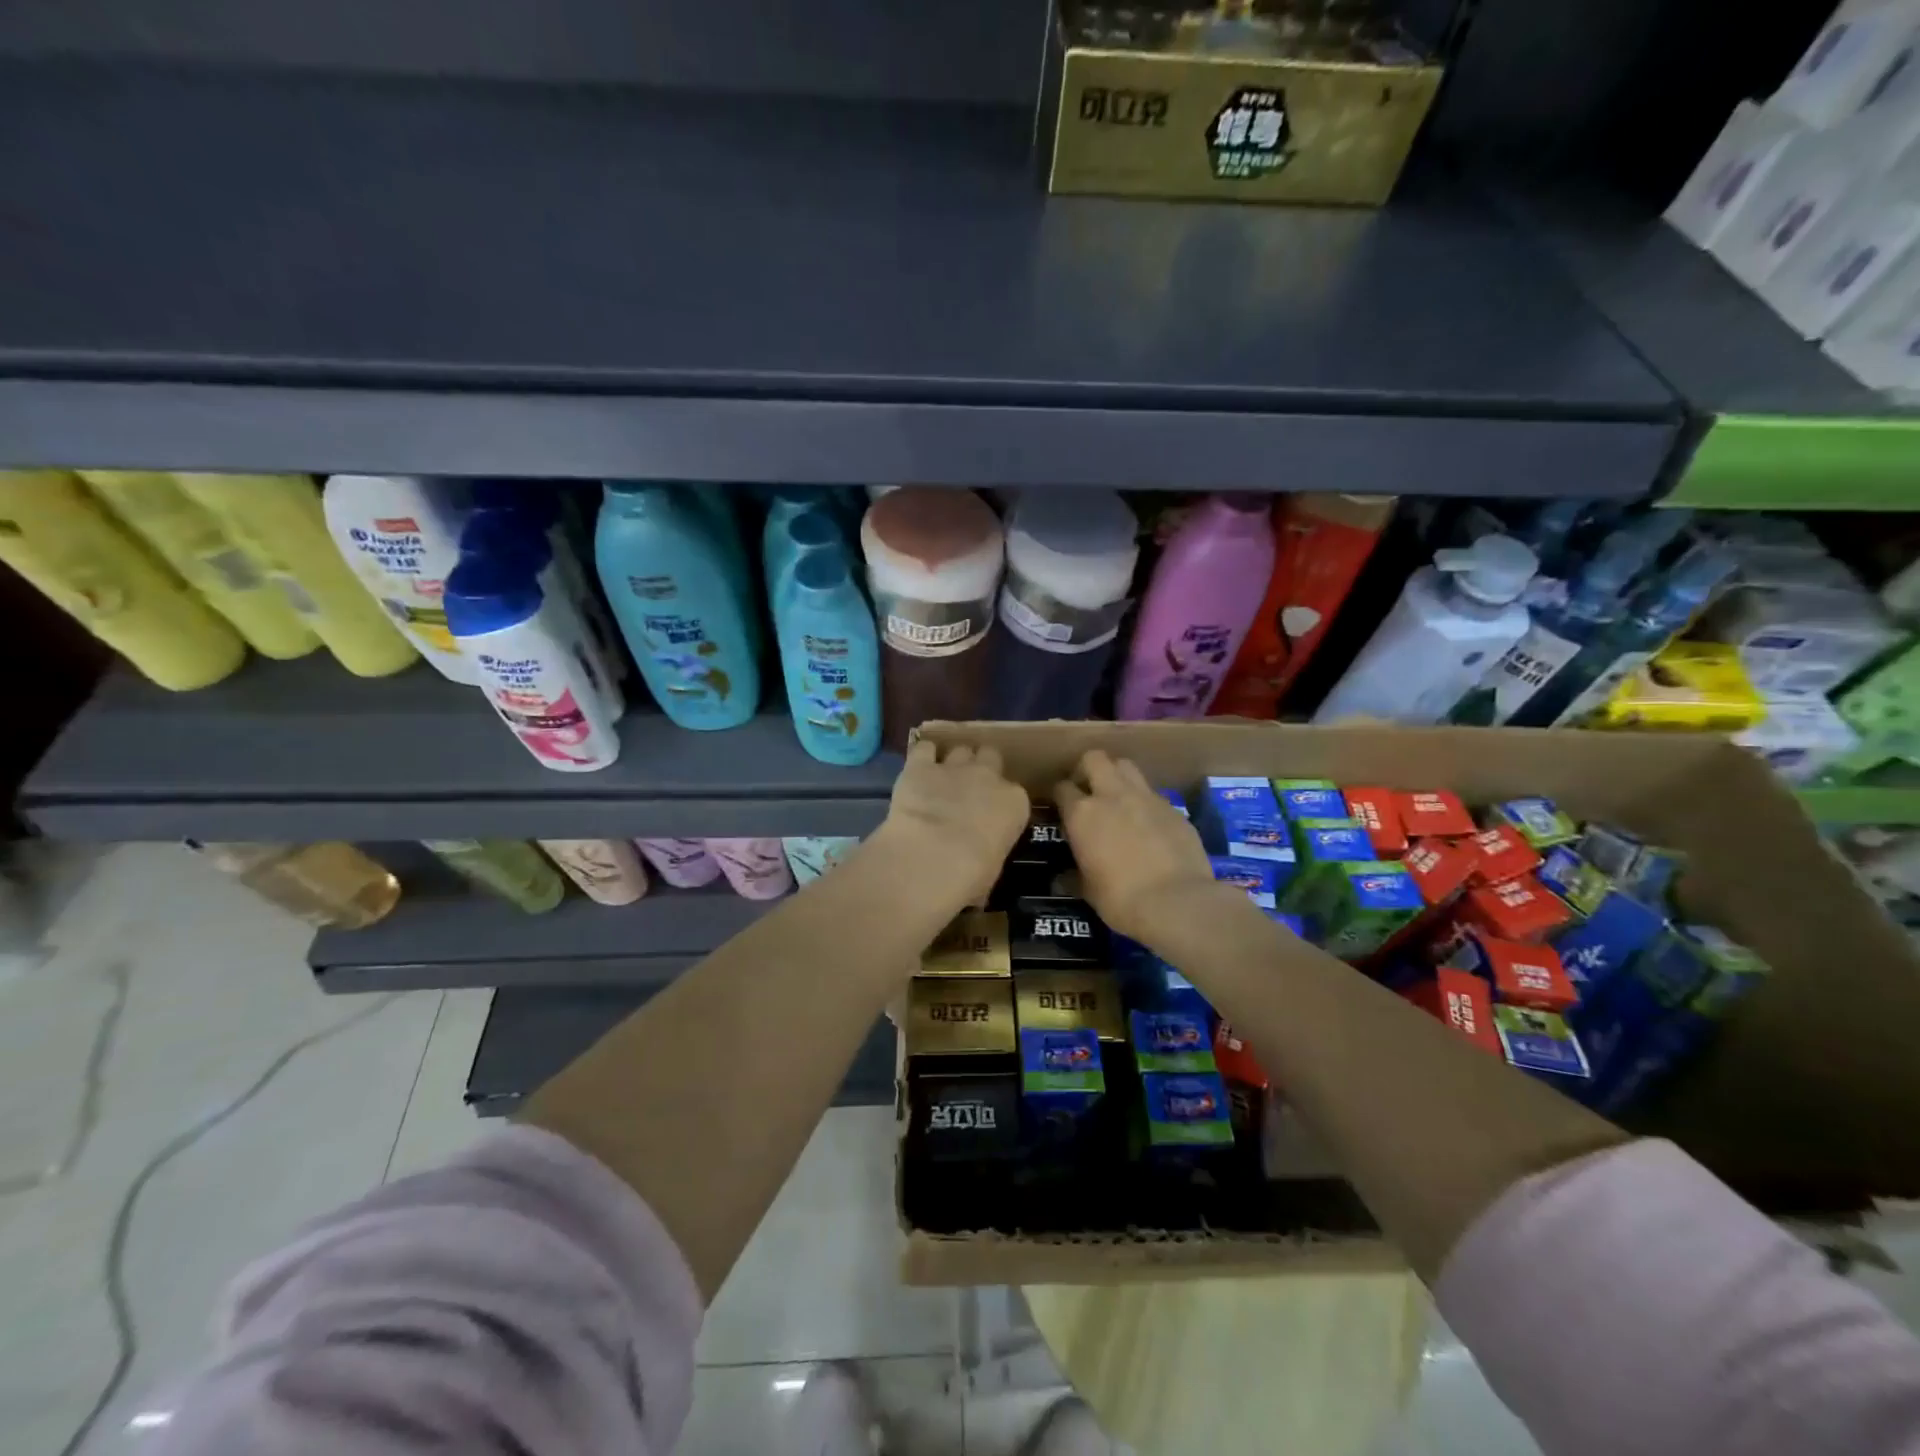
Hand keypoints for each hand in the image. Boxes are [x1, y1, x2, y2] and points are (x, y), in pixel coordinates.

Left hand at [878, 740, 1030, 909]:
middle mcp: (989, 777)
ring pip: (960, 750)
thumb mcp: (992, 868)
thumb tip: (980, 862)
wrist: (931, 856)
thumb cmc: (971, 875)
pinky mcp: (920, 765)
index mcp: (1015, 803)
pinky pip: (925, 749)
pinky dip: (922, 757)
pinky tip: (917, 770)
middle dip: (981, 768)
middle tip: (969, 788)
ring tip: (942, 780)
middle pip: (990, 756)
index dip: (1001, 802)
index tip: (991, 815)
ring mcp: (954, 767)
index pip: (1015, 794)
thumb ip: (990, 850)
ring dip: (953, 762)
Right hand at [1055, 750, 1221, 941]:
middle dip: (1087, 769)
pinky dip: (1145, 802)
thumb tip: (1061, 879)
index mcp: (1082, 813)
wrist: (1177, 902)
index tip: (1062, 808)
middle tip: (1088, 792)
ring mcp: (1146, 797)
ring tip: (1118, 800)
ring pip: (1126, 766)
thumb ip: (1073, 876)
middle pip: (1095, 758)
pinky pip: (1152, 793)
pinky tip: (1148, 824)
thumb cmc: (1121, 899)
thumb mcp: (1088, 890)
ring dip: (1117, 776)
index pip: (1062, 788)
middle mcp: (1112, 795)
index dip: (1060, 796)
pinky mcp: (1173, 807)